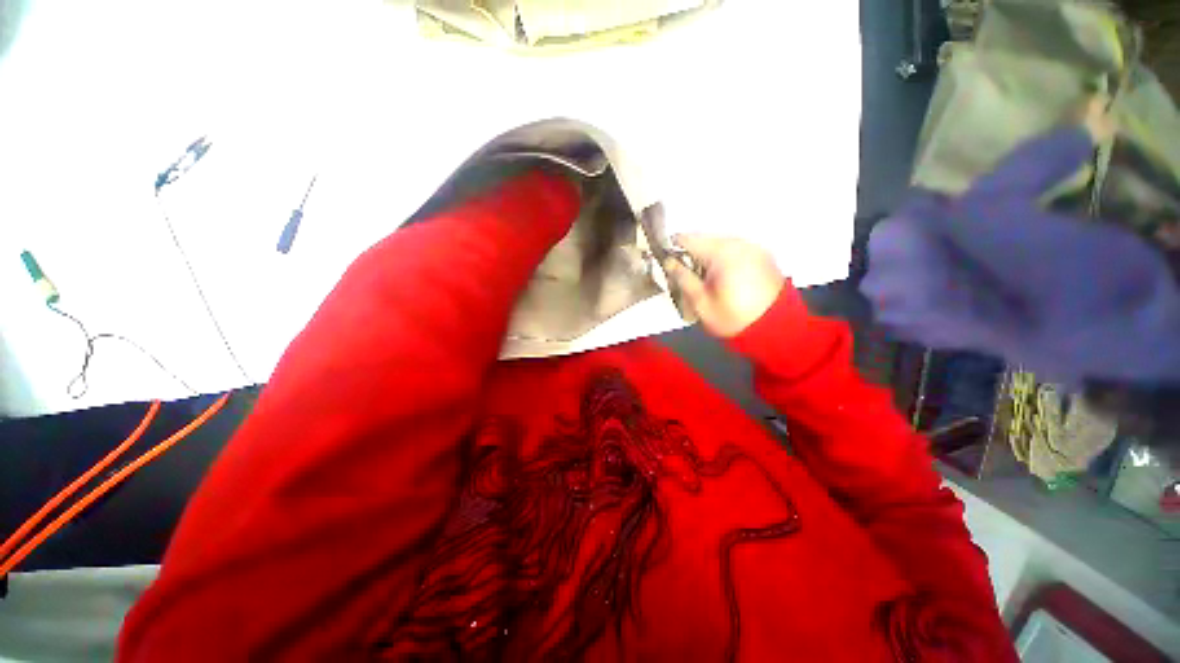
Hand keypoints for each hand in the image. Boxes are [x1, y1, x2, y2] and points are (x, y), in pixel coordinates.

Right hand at [664, 235, 784, 337]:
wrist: (776, 329)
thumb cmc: (733, 317)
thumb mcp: (701, 302)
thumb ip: (683, 278)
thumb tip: (668, 261)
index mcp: (722, 252)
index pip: (687, 239)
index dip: (672, 248)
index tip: (664, 261)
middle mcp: (739, 242)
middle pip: (704, 240)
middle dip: (690, 255)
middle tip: (682, 276)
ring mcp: (753, 247)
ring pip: (719, 245)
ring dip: (707, 258)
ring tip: (702, 280)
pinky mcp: (762, 255)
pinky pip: (734, 251)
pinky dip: (723, 260)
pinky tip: (721, 279)